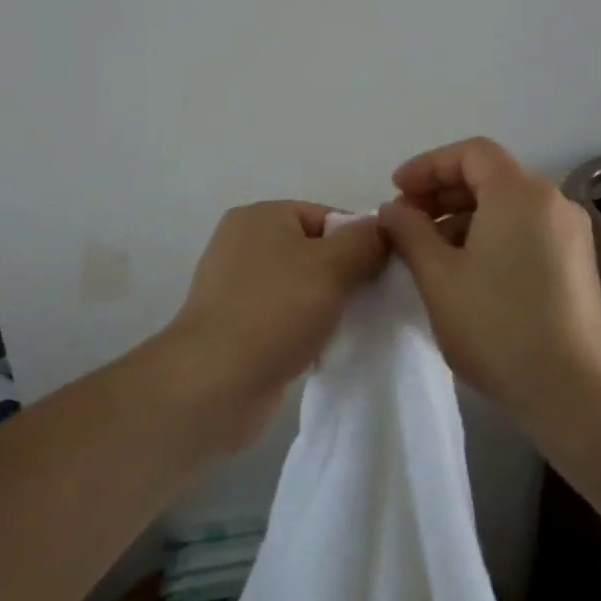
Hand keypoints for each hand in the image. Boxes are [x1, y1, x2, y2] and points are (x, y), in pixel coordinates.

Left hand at [156, 201, 387, 451]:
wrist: (214, 384)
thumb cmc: (275, 312)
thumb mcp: (333, 266)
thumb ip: (366, 241)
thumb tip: (386, 228)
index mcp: (260, 216)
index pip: (327, 216)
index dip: (360, 242)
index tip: (384, 274)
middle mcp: (243, 244)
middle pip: (315, 251)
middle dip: (346, 275)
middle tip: (373, 302)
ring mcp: (235, 287)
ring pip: (301, 287)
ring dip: (327, 306)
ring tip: (351, 328)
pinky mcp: (235, 327)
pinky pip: (284, 317)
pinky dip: (305, 329)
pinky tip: (324, 349)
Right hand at [378, 138, 600, 441]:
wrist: (575, 392)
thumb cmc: (498, 326)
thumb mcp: (438, 277)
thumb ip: (410, 232)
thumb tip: (394, 209)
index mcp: (520, 192)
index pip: (471, 153)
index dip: (428, 166)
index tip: (396, 192)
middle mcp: (552, 202)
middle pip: (491, 176)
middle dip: (442, 193)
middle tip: (406, 223)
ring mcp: (570, 234)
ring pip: (507, 207)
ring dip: (464, 218)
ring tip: (430, 254)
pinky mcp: (577, 264)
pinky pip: (526, 231)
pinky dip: (491, 237)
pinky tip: (467, 273)